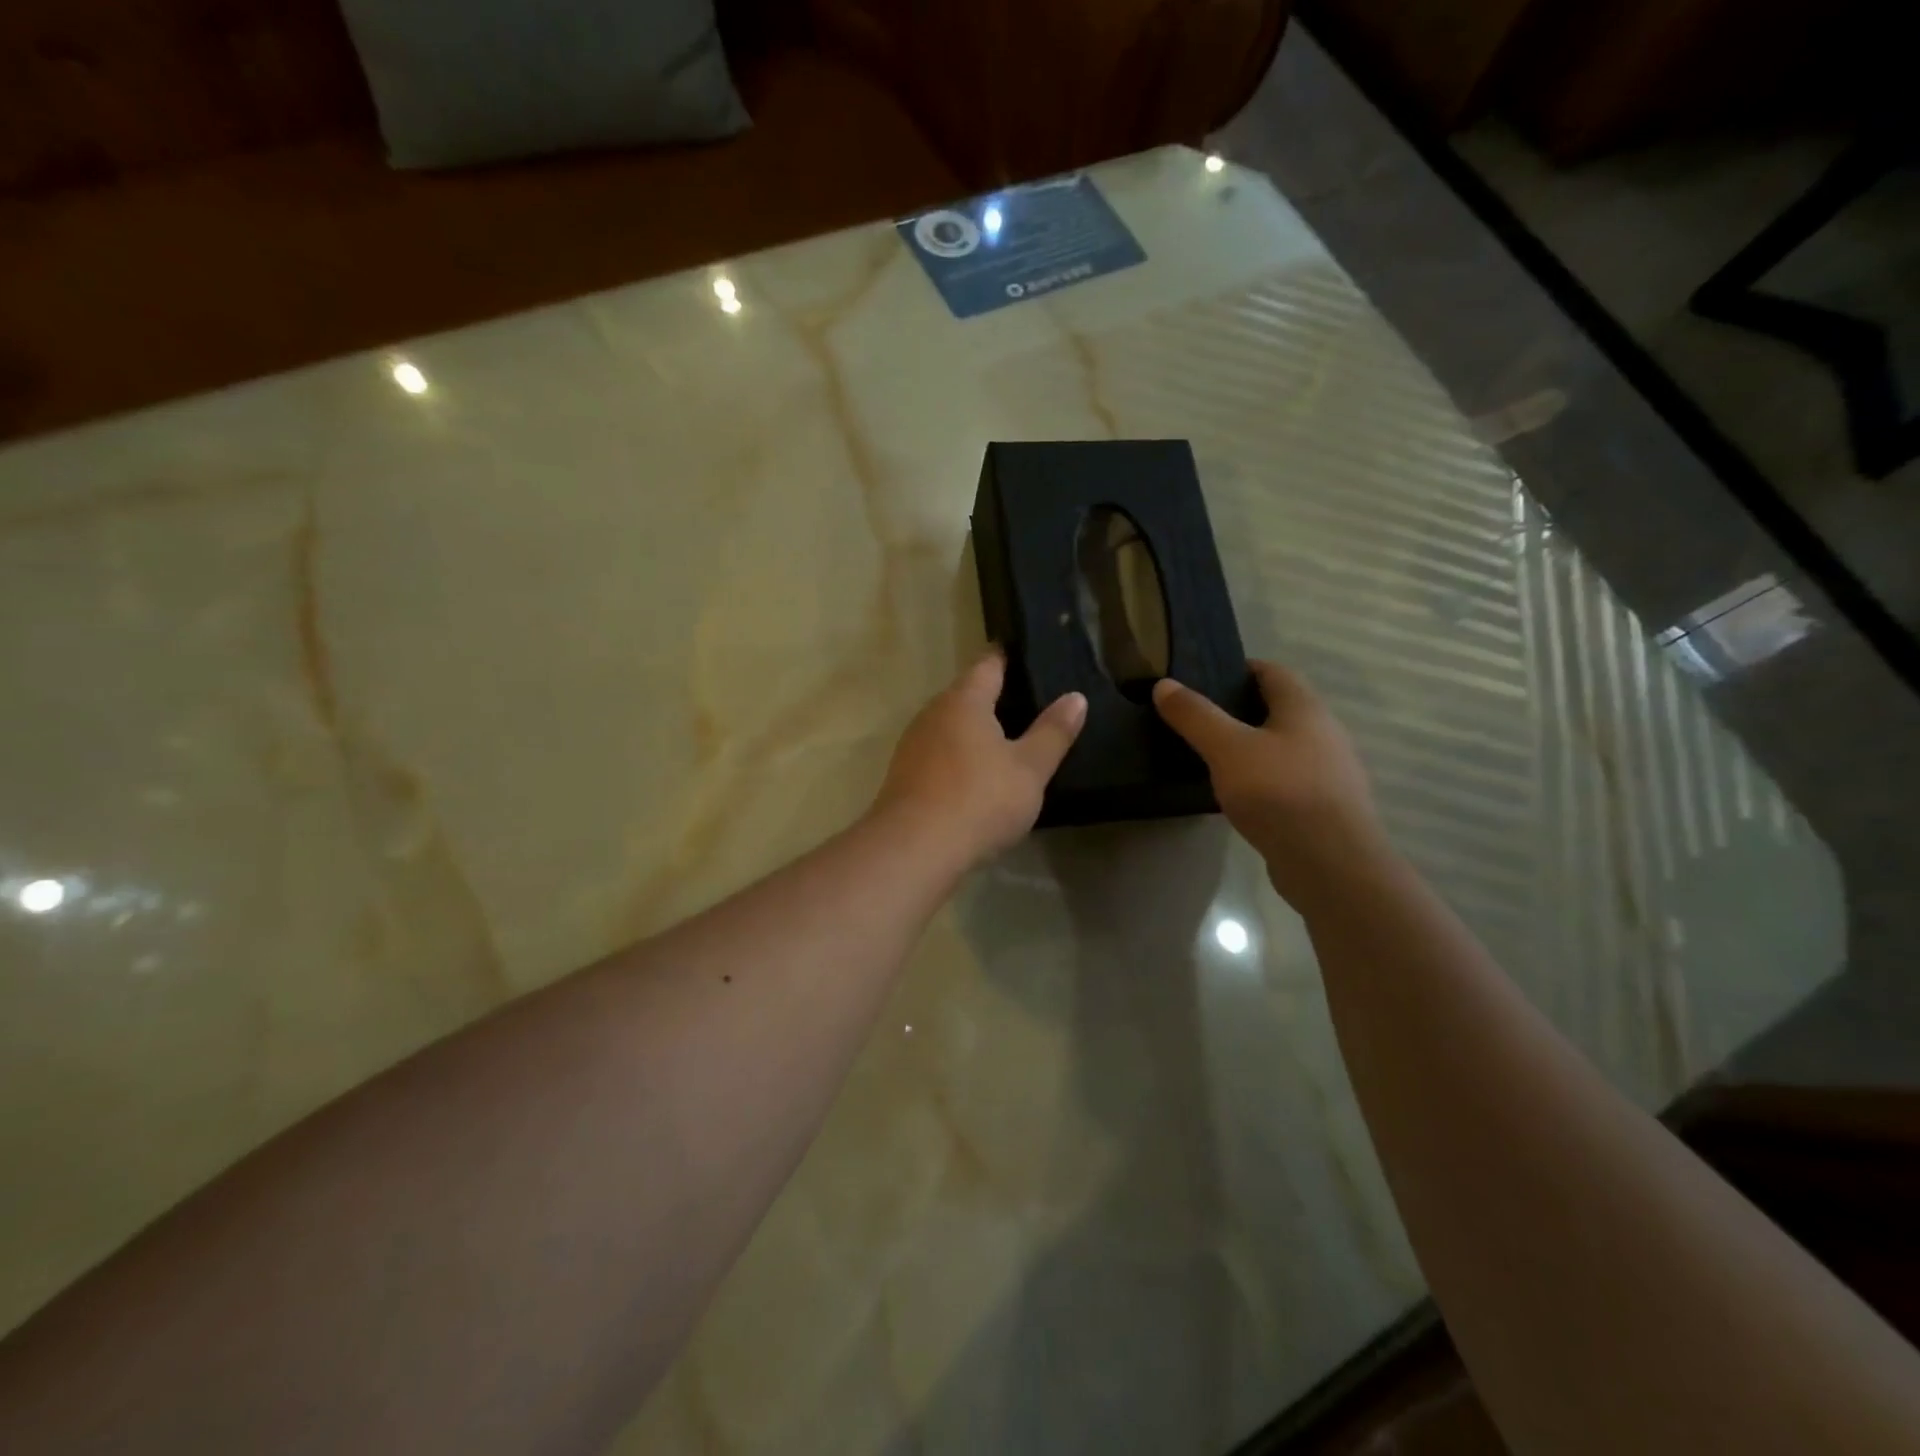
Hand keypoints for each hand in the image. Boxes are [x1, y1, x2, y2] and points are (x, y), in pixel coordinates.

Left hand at [874, 650, 1086, 865]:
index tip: (1031, 658)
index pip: (989, 664)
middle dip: (994, 697)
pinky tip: (976, 776)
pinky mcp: (904, 775)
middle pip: (967, 694)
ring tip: (1008, 741)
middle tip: (1031, 704)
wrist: (914, 848)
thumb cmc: (979, 799)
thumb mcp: (1029, 769)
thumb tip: (1075, 697)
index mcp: (964, 700)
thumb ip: (1053, 732)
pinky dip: (959, 756)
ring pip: (950, 726)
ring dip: (974, 730)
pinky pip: (938, 754)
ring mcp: (913, 744)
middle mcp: (932, 713)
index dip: (1010, 658)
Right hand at [1153, 661, 1388, 906]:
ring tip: (1210, 755)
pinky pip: (1286, 779)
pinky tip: (1236, 793)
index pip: (1272, 671)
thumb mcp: (1227, 748)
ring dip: (1251, 745)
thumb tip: (1164, 684)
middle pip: (1279, 708)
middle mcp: (1324, 733)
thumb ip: (1195, 716)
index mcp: (1305, 708)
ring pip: (1283, 746)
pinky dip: (1261, 778)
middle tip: (1197, 718)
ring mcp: (1328, 772)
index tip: (1202, 678)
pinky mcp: (1323, 806)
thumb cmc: (1280, 792)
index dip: (1239, 669)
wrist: (1330, 863)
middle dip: (1241, 708)